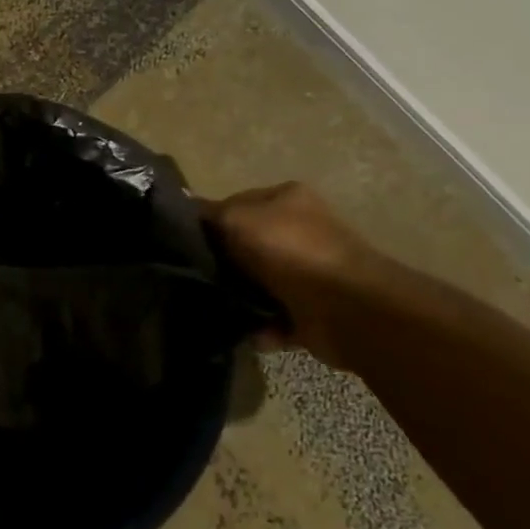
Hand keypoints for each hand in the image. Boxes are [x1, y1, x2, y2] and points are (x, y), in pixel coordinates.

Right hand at [199, 182, 392, 367]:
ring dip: (239, 297)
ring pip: (258, 282)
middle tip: (195, 276)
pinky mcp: (313, 309)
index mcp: (286, 198)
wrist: (346, 308)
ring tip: (216, 307)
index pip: (235, 204)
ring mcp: (309, 270)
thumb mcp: (236, 219)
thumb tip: (186, 209)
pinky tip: (248, 330)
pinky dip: (261, 326)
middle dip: (223, 263)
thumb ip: (208, 214)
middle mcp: (301, 230)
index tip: (183, 242)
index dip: (208, 222)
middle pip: (245, 245)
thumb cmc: (288, 250)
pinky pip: (274, 317)